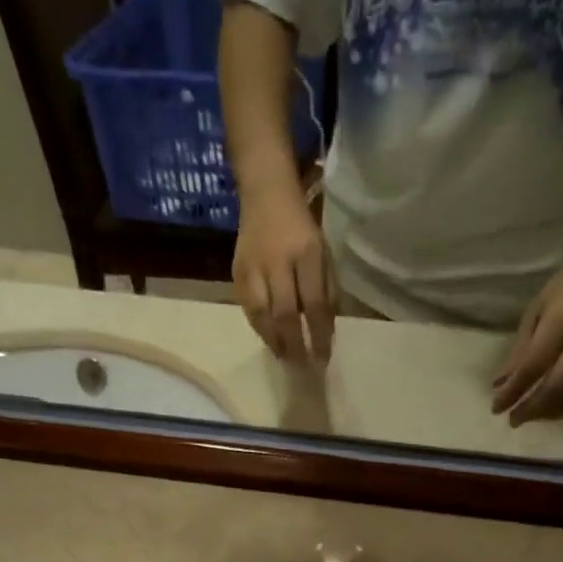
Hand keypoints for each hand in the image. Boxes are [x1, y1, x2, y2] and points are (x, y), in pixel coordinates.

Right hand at [233, 182, 335, 362]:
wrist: (265, 193)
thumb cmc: (301, 229)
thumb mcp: (323, 254)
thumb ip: (326, 291)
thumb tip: (325, 332)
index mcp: (306, 253)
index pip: (314, 304)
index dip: (319, 335)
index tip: (323, 359)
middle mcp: (277, 261)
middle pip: (285, 314)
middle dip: (295, 346)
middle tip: (302, 368)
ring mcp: (253, 268)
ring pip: (263, 316)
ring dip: (275, 343)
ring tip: (286, 360)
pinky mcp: (237, 273)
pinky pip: (249, 311)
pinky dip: (261, 330)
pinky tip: (271, 342)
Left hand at [491, 246, 562, 424]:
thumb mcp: (539, 307)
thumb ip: (521, 348)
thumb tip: (500, 385)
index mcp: (562, 318)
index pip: (533, 365)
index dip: (513, 391)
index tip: (496, 408)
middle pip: (557, 386)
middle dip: (532, 409)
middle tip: (514, 420)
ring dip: (553, 413)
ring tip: (534, 416)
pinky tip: (558, 409)